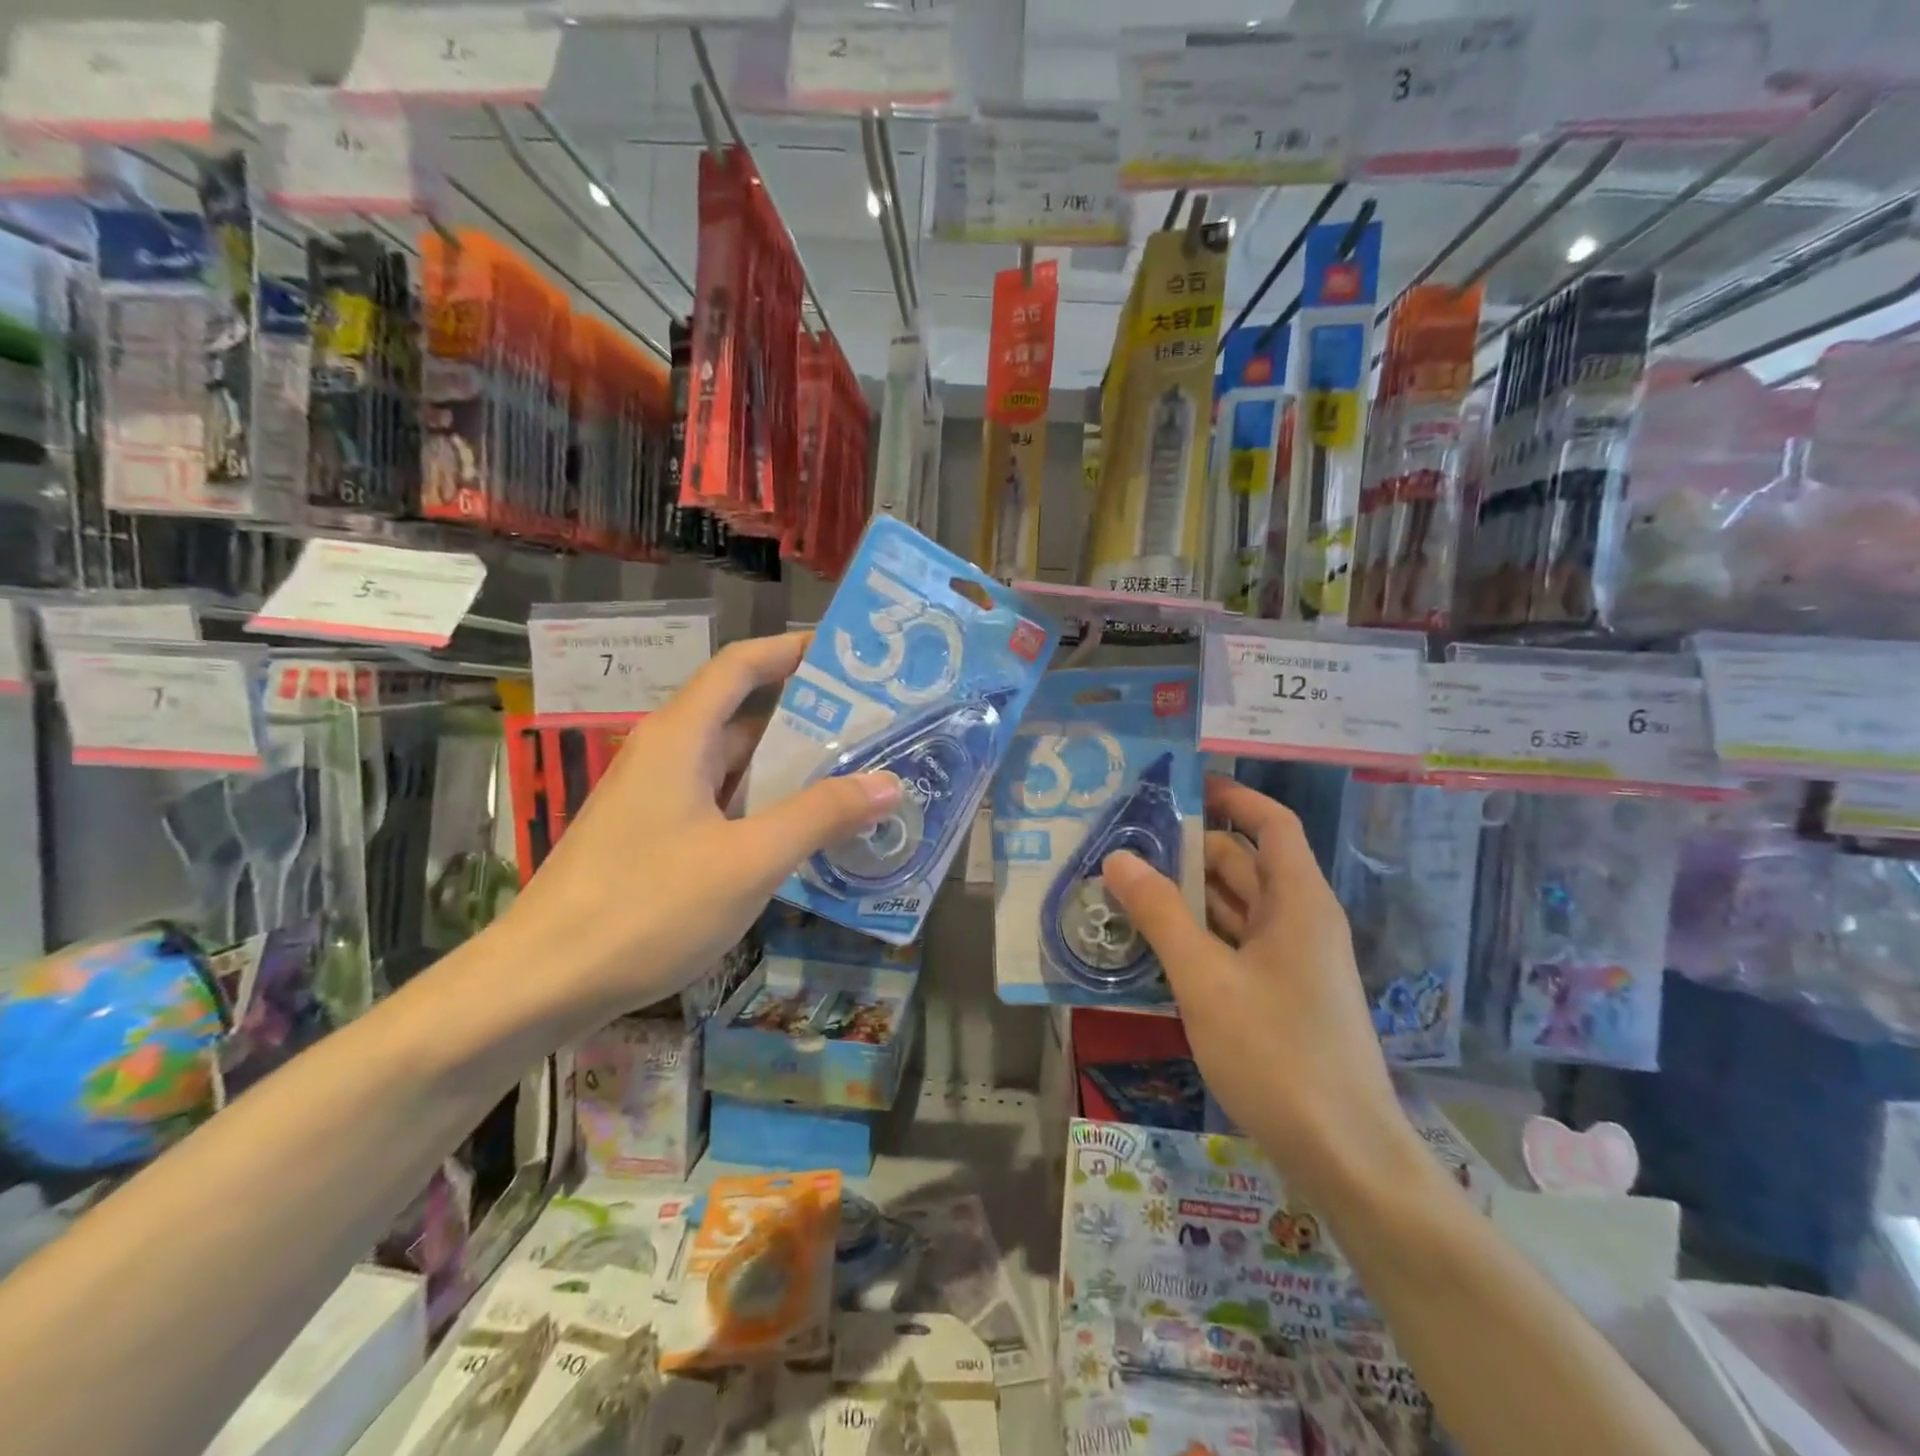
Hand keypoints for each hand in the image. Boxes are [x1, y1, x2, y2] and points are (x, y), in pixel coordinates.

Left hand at [502, 633, 901, 1023]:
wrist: (540, 983)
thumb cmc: (646, 908)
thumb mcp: (749, 860)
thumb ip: (820, 816)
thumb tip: (889, 782)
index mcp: (680, 738)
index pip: (740, 666)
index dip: (791, 651)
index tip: (847, 659)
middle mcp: (666, 756)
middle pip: (744, 716)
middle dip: (808, 719)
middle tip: (875, 730)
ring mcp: (656, 800)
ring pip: (734, 768)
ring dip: (790, 771)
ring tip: (856, 779)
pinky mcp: (653, 840)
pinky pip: (721, 806)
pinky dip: (764, 809)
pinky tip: (803, 836)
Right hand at [1103, 776, 1413, 1195]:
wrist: (1345, 1158)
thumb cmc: (1277, 1054)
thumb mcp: (1206, 980)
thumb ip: (1160, 915)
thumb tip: (1118, 858)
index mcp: (1298, 901)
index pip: (1271, 824)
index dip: (1232, 797)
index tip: (1180, 786)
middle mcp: (1299, 921)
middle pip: (1244, 863)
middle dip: (1188, 849)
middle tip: (1124, 843)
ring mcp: (1291, 961)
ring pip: (1235, 907)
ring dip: (1186, 895)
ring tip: (1124, 887)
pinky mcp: (1279, 995)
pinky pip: (1233, 945)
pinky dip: (1195, 935)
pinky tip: (1150, 943)